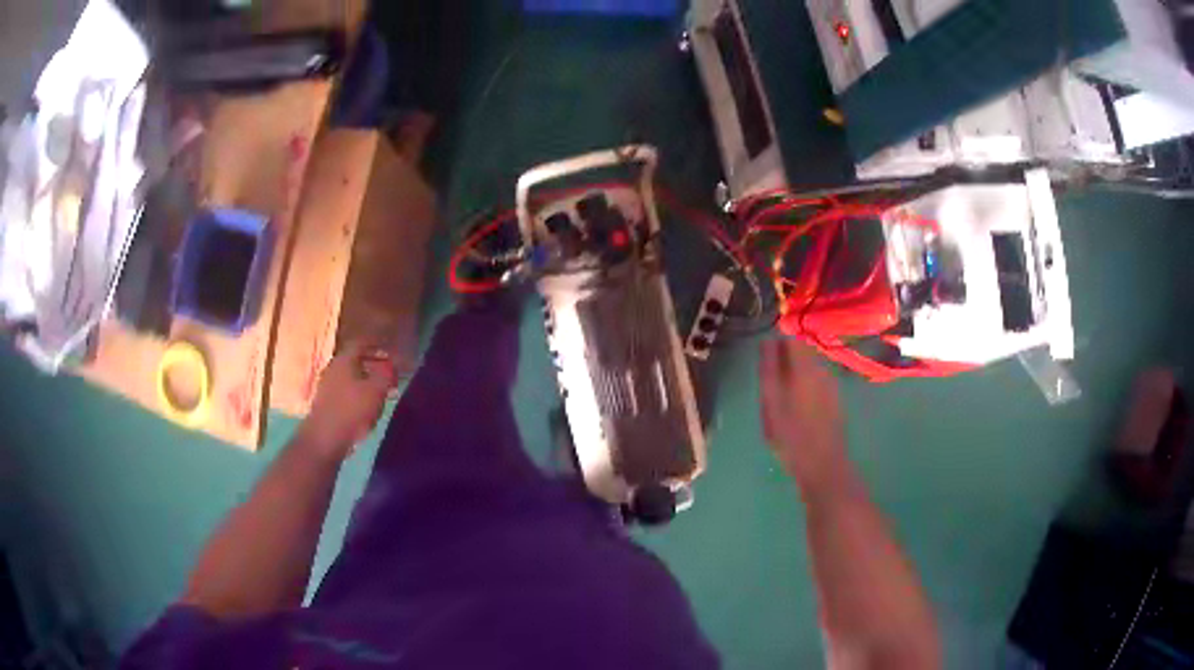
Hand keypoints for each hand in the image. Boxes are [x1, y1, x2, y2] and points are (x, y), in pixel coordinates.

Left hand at [296, 340, 396, 460]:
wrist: (324, 438)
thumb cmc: (352, 410)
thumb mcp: (377, 391)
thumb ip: (386, 374)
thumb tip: (392, 364)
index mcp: (344, 359)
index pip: (361, 343)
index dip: (377, 347)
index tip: (390, 353)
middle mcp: (332, 368)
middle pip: (354, 360)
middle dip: (372, 365)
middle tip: (388, 375)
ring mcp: (326, 386)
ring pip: (349, 377)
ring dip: (364, 382)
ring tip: (379, 393)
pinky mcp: (324, 403)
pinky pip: (344, 392)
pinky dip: (355, 395)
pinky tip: (365, 407)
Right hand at [759, 338, 848, 491]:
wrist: (824, 465)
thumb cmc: (791, 436)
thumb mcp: (771, 403)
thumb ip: (768, 370)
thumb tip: (767, 342)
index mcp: (804, 367)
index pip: (791, 339)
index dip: (777, 343)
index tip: (764, 357)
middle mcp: (821, 370)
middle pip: (803, 351)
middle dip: (786, 358)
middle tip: (770, 380)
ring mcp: (831, 385)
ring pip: (811, 367)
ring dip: (796, 373)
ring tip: (781, 396)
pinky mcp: (835, 399)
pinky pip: (818, 382)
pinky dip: (806, 386)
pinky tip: (798, 407)